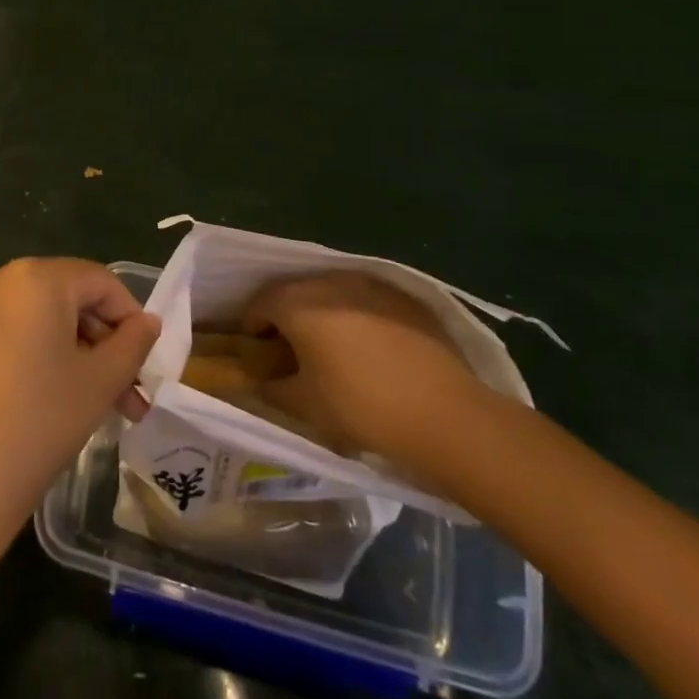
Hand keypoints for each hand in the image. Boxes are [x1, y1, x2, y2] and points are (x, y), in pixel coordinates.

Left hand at [0, 258, 158, 542]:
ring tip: (106, 406)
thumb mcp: (99, 382)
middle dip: (105, 344)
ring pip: (44, 319)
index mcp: (35, 277)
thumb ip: (133, 344)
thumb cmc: (37, 423)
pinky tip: (62, 399)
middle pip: (71, 298)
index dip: (131, 318)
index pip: (101, 282)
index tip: (147, 363)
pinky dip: (44, 356)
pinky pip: (16, 332)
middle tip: (131, 394)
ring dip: (79, 355)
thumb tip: (148, 322)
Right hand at [242, 271, 484, 473]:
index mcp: (298, 304)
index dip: (251, 326)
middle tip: (289, 347)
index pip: (259, 303)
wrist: (447, 415)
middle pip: (293, 291)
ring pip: (331, 290)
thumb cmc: (363, 408)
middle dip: (284, 315)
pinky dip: (355, 314)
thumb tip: (258, 381)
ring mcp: (371, 285)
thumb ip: (271, 388)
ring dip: (320, 310)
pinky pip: (365, 298)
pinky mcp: (405, 297)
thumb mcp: (305, 406)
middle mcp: (330, 283)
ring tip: (329, 345)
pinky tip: (369, 346)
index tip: (256, 350)